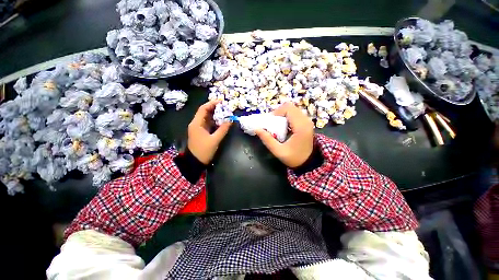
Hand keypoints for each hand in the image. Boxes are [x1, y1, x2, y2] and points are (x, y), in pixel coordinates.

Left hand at [188, 100, 231, 163]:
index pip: (203, 109)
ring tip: (225, 112)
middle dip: (215, 108)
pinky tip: (221, 121)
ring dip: (215, 115)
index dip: (212, 104)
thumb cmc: (204, 150)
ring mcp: (198, 128)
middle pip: (205, 112)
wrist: (195, 162)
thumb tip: (231, 120)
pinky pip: (208, 123)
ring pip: (207, 118)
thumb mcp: (215, 140)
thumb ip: (223, 129)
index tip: (222, 101)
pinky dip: (214, 121)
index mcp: (196, 124)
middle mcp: (196, 123)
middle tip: (225, 107)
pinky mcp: (201, 132)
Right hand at [255, 102, 313, 167]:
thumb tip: (257, 129)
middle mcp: (306, 121)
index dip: (277, 112)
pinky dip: (287, 117)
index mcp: (301, 126)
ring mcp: (307, 121)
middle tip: (273, 123)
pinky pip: (295, 113)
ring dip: (283, 114)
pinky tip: (284, 126)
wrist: (308, 163)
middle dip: (279, 112)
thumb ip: (267, 140)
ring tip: (277, 125)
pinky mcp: (306, 123)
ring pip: (293, 109)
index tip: (270, 122)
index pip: (288, 109)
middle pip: (290, 107)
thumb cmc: (294, 158)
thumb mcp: (278, 151)